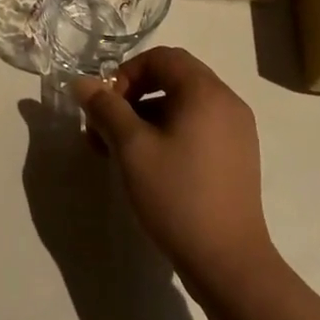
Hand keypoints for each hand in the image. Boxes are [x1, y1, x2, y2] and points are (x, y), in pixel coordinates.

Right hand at [72, 47, 274, 286]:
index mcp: (206, 91)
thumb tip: (81, 82)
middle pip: (173, 79)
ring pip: (183, 106)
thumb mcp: (131, 148)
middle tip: (105, 129)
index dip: (127, 73)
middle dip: (133, 97)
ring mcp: (237, 131)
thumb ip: (105, 108)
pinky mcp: (238, 157)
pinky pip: (198, 127)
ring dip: (147, 118)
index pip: (162, 57)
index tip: (106, 105)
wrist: (228, 262)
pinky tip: (149, 166)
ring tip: (118, 152)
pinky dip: (169, 133)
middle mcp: (227, 102)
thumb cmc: (177, 195)